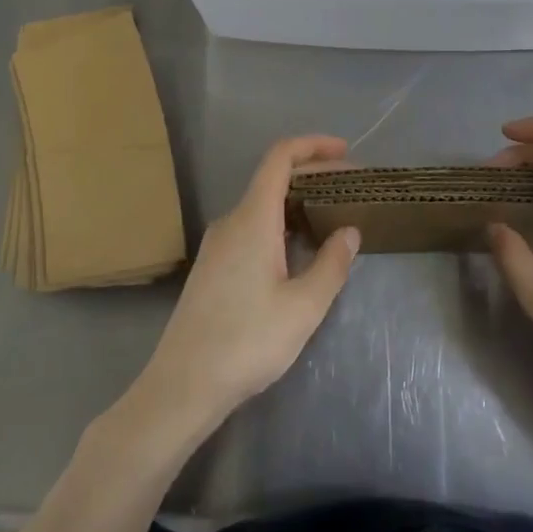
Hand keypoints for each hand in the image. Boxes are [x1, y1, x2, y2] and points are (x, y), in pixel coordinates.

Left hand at [132, 135, 359, 441]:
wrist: (182, 385)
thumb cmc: (247, 342)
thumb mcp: (303, 307)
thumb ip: (331, 265)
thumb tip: (349, 232)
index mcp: (253, 219)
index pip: (280, 158)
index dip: (312, 145)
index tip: (345, 151)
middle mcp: (231, 221)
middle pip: (272, 179)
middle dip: (313, 175)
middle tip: (350, 188)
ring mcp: (217, 244)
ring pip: (262, 205)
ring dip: (297, 201)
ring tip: (331, 216)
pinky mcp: (212, 266)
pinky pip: (251, 227)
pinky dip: (280, 223)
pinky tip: (298, 250)